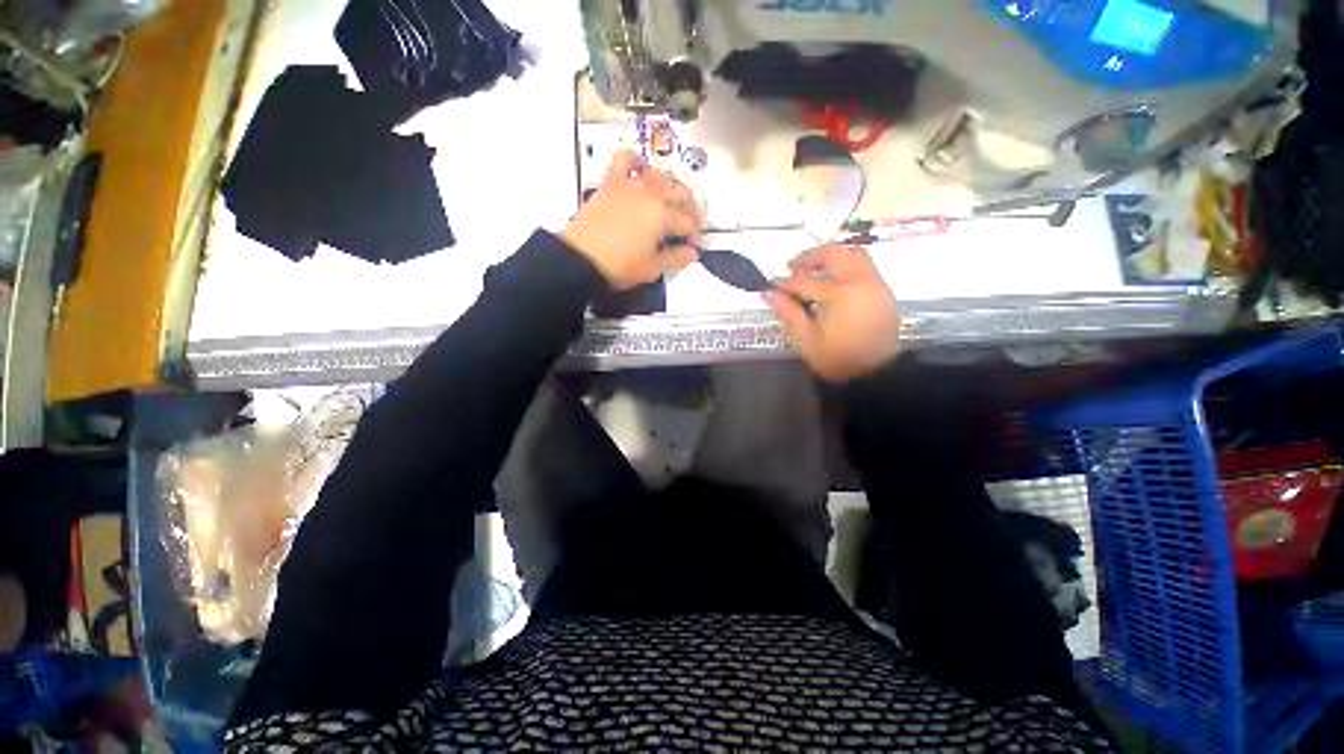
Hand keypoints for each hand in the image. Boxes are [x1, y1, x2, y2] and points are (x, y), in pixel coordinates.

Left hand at [561, 150, 701, 289]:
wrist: (581, 259)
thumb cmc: (620, 267)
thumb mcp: (651, 269)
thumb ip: (675, 259)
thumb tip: (693, 253)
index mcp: (663, 216)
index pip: (688, 222)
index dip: (695, 235)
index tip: (694, 248)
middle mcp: (651, 193)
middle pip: (680, 193)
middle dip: (690, 209)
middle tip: (689, 225)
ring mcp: (630, 184)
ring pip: (659, 174)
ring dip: (671, 185)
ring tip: (671, 200)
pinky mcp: (611, 182)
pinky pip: (624, 159)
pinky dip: (636, 159)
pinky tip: (642, 168)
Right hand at [764, 244, 902, 382]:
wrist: (877, 375)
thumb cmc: (838, 360)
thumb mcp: (807, 340)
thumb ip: (788, 312)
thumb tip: (767, 293)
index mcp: (840, 296)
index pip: (806, 281)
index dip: (786, 282)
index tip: (772, 285)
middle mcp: (860, 282)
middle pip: (834, 254)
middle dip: (810, 256)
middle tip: (792, 266)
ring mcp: (876, 284)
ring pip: (853, 254)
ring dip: (831, 256)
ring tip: (813, 269)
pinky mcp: (883, 291)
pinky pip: (864, 266)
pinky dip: (846, 265)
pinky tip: (833, 281)